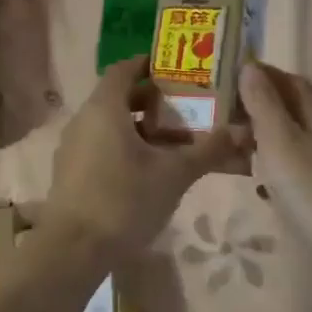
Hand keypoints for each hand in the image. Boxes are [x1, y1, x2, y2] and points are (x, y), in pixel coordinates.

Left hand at [38, 57, 240, 259]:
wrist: (73, 247)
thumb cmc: (125, 199)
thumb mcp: (174, 174)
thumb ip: (207, 150)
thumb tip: (241, 132)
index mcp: (104, 108)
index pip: (124, 69)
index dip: (148, 65)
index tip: (175, 70)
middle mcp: (83, 119)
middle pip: (118, 98)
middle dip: (152, 101)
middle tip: (185, 109)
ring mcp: (72, 146)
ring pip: (109, 125)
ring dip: (140, 128)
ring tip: (173, 143)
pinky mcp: (70, 171)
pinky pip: (100, 146)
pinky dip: (124, 147)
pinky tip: (147, 170)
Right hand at [239, 63, 311, 260]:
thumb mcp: (279, 139)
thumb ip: (263, 103)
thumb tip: (249, 66)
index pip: (291, 80)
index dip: (263, 74)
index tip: (231, 74)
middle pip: (295, 106)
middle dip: (263, 103)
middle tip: (227, 110)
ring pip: (296, 135)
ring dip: (268, 133)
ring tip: (237, 142)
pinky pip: (298, 162)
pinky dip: (277, 161)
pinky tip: (262, 178)